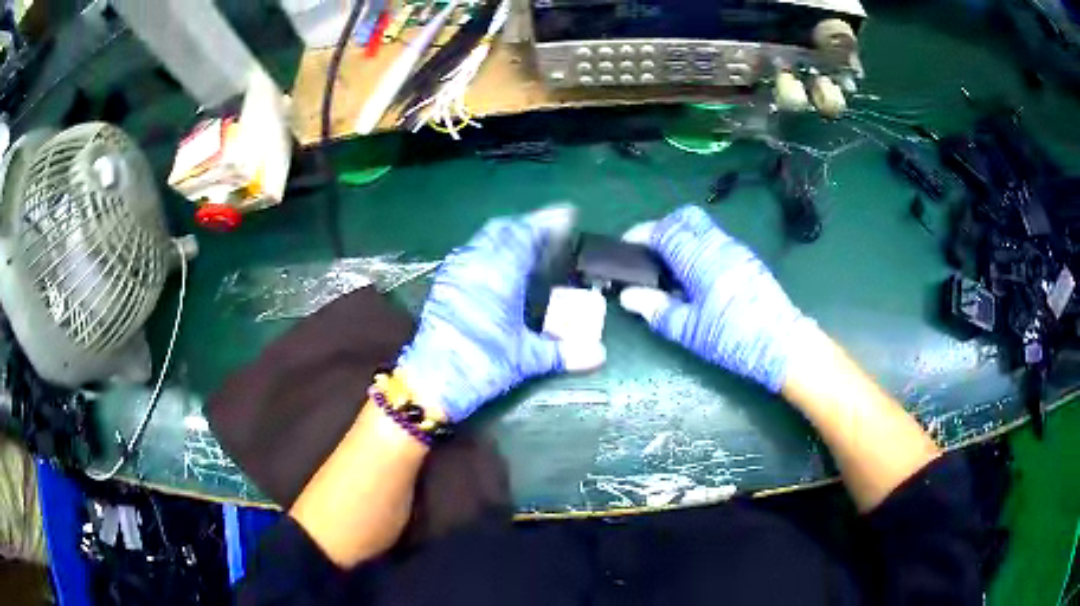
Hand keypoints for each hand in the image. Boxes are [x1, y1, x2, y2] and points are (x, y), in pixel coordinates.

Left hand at [398, 207, 602, 421]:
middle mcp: (475, 263)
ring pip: (483, 239)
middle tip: (549, 231)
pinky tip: (497, 268)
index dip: (548, 222)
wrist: (431, 381)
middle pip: (503, 229)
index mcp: (499, 273)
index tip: (567, 215)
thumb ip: (563, 353)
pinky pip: (470, 253)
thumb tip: (600, 354)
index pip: (526, 234)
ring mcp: (455, 272)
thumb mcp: (526, 359)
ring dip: (507, 236)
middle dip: (527, 225)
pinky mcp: (444, 285)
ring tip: (527, 246)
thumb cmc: (481, 364)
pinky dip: (489, 250)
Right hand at [620, 205, 817, 391]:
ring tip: (670, 266)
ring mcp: (736, 249)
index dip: (641, 234)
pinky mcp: (747, 258)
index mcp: (701, 259)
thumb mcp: (689, 331)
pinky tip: (695, 274)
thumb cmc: (733, 339)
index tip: (626, 246)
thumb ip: (656, 309)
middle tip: (649, 251)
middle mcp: (718, 245)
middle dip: (662, 227)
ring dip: (682, 235)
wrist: (783, 344)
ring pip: (702, 226)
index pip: (665, 231)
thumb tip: (627, 296)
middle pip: (685, 217)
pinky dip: (698, 245)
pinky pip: (716, 239)